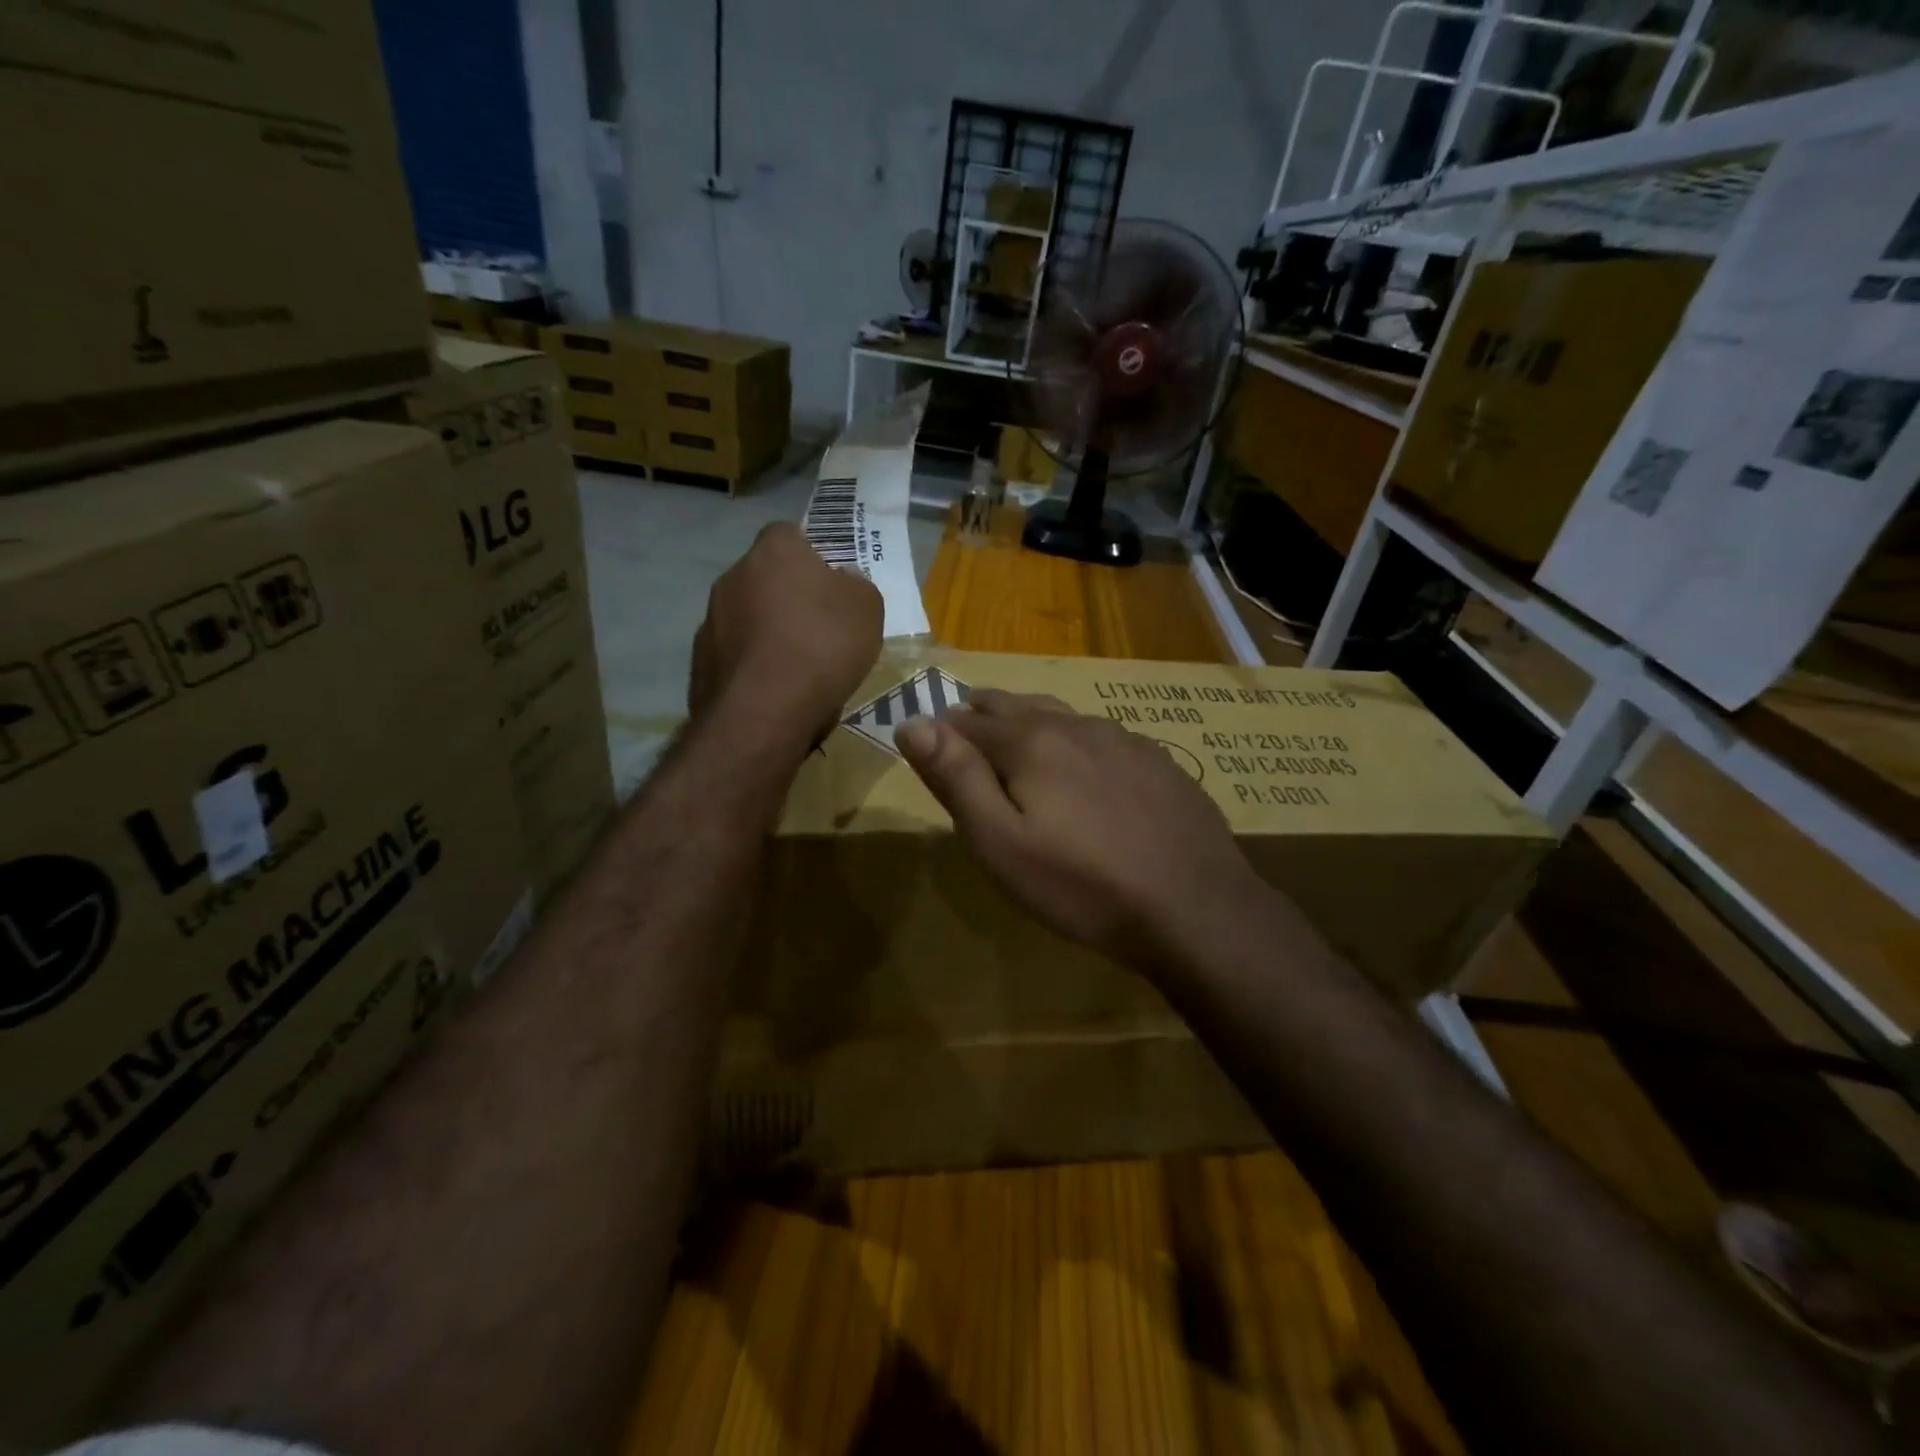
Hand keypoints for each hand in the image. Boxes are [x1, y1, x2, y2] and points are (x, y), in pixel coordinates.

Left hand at [691, 523, 883, 751]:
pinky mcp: (699, 661)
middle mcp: (733, 576)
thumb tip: (842, 581)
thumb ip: (855, 586)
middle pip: (764, 577)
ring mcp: (710, 619)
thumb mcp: (867, 610)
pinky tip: (773, 690)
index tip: (829, 585)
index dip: (810, 556)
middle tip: (816, 628)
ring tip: (795, 667)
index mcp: (774, 551)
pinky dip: (752, 665)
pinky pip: (734, 654)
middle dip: (785, 596)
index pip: (789, 534)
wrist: (764, 710)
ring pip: (745, 616)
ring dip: (766, 632)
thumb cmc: (823, 646)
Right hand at [895, 690, 1267, 962]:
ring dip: (1031, 722)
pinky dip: (1076, 740)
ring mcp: (1125, 740)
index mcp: (1031, 741)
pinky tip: (1085, 765)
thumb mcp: (1000, 843)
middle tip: (966, 725)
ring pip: (1063, 716)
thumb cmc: (1082, 884)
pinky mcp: (1159, 762)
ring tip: (1017, 737)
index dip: (943, 730)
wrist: (1194, 907)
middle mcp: (1077, 726)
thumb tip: (912, 722)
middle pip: (1017, 706)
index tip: (928, 741)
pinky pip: (1103, 736)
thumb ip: (956, 778)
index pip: (970, 722)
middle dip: (984, 713)